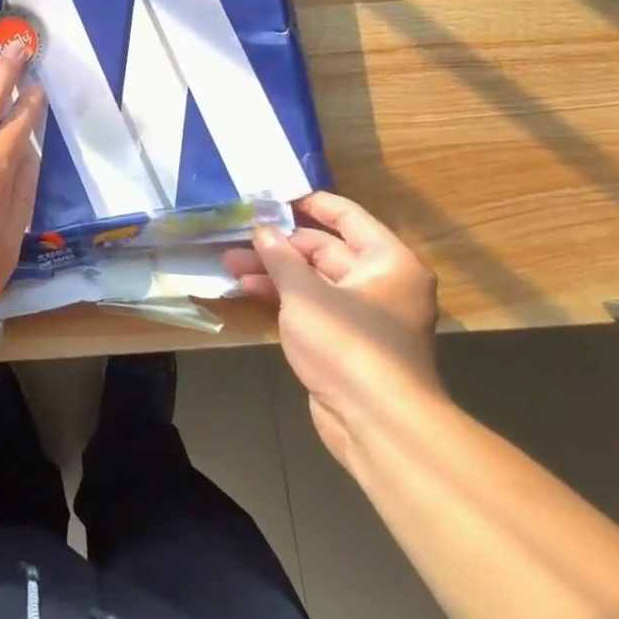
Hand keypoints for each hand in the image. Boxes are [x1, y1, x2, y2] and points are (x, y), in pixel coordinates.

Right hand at [222, 191, 442, 469]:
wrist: (377, 423)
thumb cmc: (348, 343)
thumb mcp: (306, 293)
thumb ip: (280, 257)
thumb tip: (262, 230)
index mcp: (388, 261)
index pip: (347, 217)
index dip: (310, 203)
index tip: (271, 195)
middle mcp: (382, 283)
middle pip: (326, 249)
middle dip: (280, 244)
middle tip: (237, 236)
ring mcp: (364, 314)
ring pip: (314, 279)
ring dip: (274, 271)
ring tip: (230, 264)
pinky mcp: (346, 342)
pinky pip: (312, 306)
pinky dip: (283, 297)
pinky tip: (247, 290)